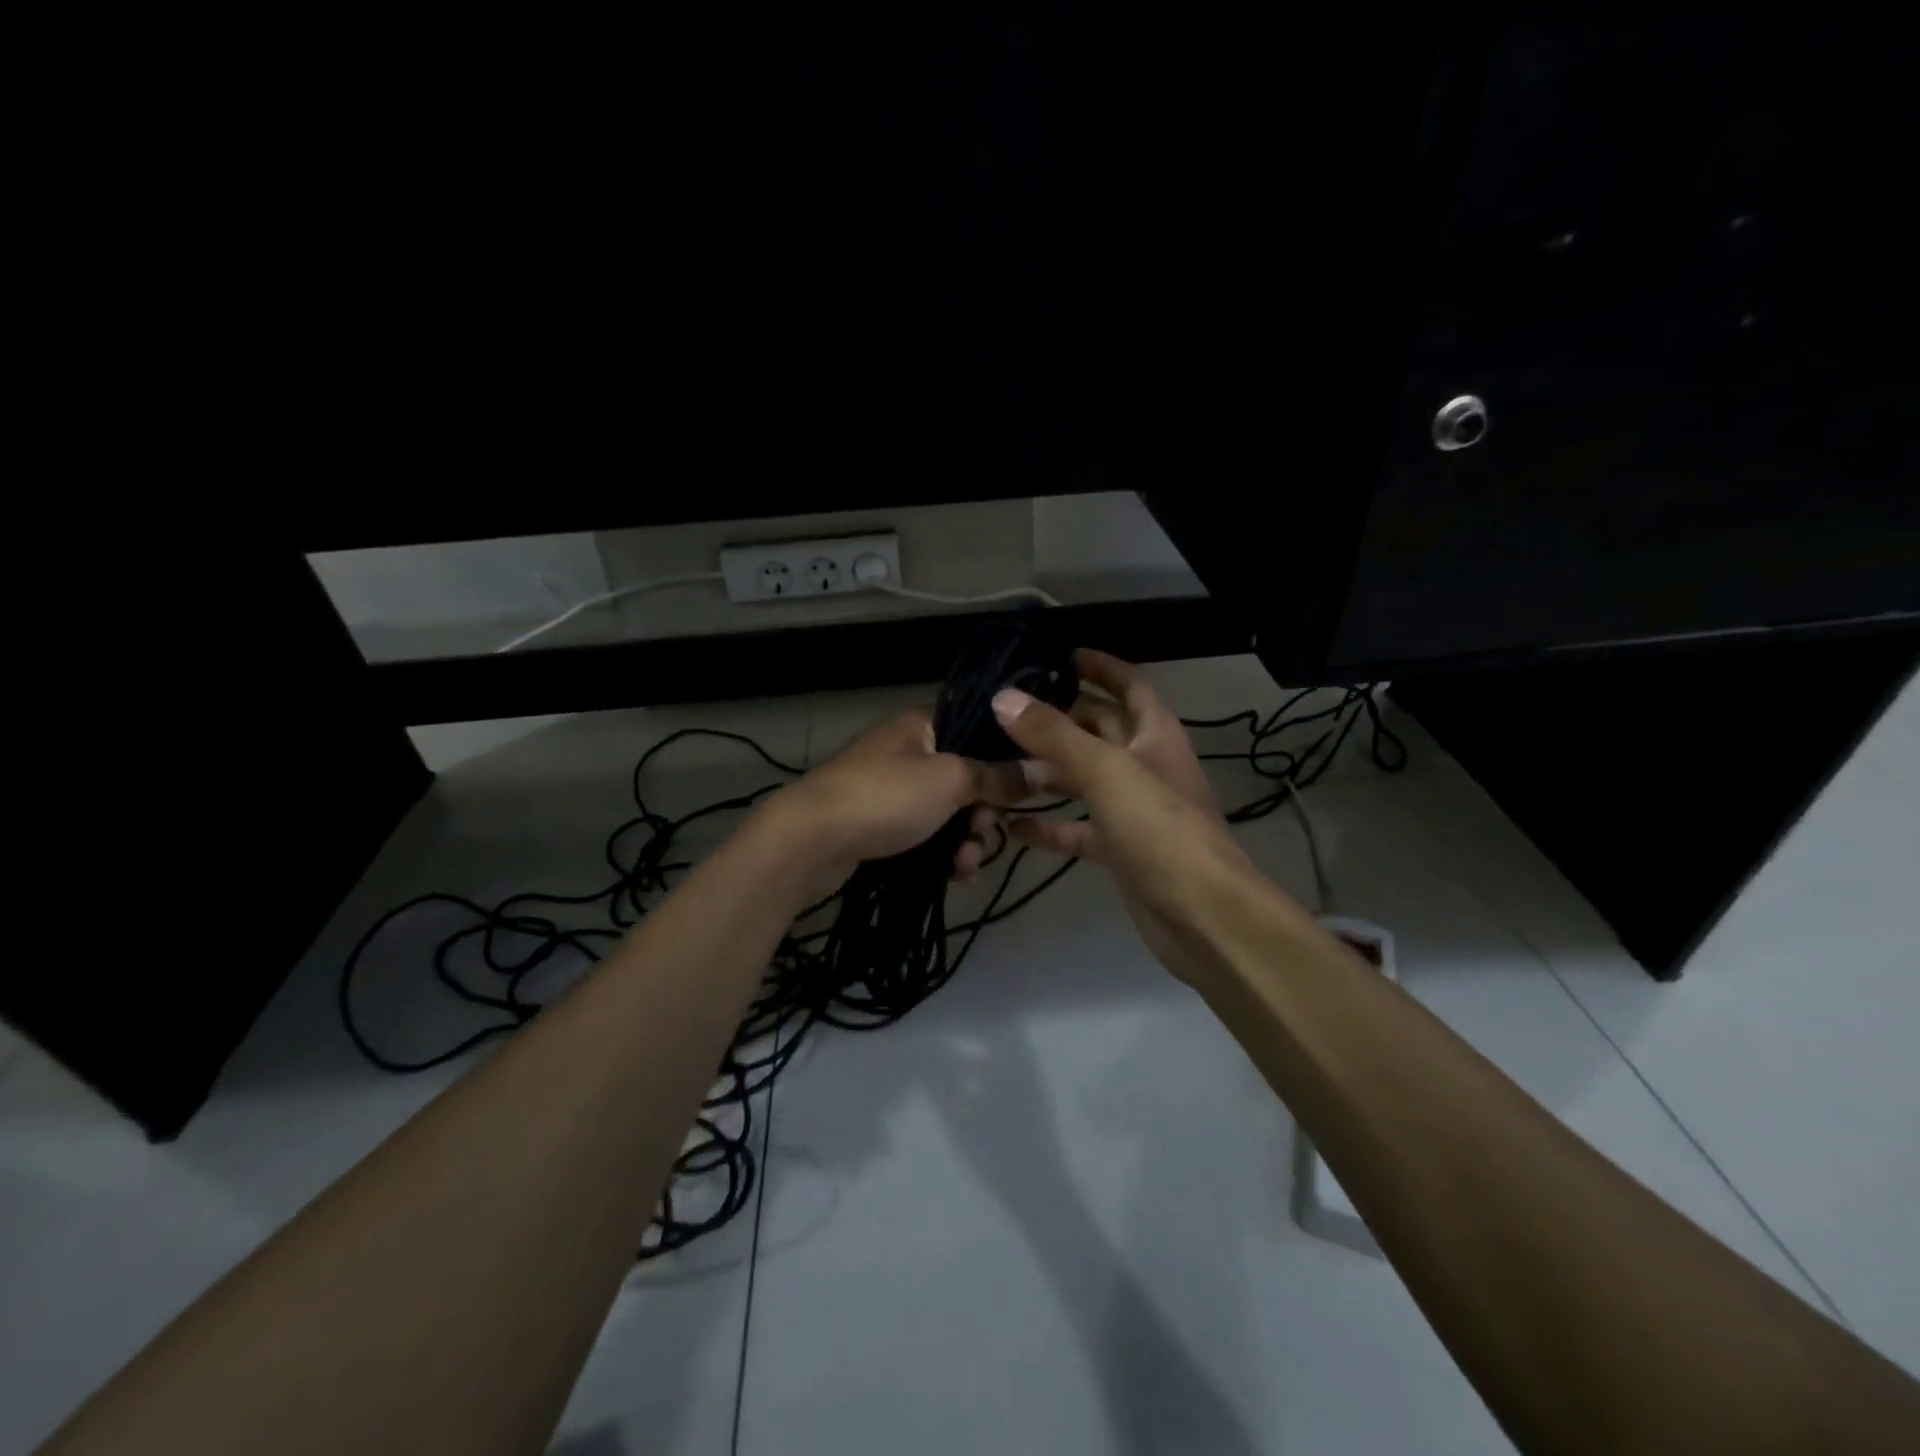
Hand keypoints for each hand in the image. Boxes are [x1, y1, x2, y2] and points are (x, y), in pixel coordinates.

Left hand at [759, 709, 1027, 897]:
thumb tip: (1045, 769)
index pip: (979, 729)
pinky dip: (944, 854)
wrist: (810, 841)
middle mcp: (910, 752)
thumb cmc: (885, 797)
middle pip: (969, 777)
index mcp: (923, 725)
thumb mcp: (949, 781)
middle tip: (985, 833)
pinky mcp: (883, 825)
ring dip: (968, 840)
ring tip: (964, 864)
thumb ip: (998, 777)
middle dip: (985, 812)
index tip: (1028, 787)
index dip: (1007, 757)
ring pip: (951, 813)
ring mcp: (894, 790)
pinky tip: (954, 876)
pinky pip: (928, 836)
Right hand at [994, 650, 1275, 971]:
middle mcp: (1145, 765)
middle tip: (1008, 710)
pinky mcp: (1120, 850)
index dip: (1100, 666)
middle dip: (1060, 717)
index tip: (1060, 655)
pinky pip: (1078, 829)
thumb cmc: (1160, 829)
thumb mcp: (1105, 772)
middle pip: (1100, 730)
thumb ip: (1053, 735)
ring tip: (997, 762)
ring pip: (1084, 780)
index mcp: (1155, 734)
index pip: (1129, 685)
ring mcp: (1133, 810)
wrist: (1203, 916)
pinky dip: (1049, 825)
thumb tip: (1003, 697)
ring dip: (1046, 772)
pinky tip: (1011, 824)